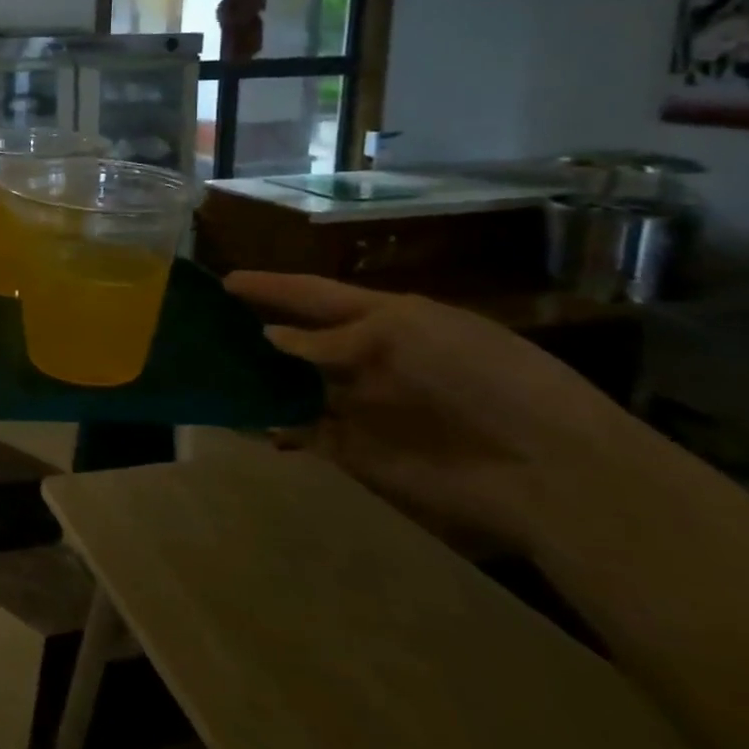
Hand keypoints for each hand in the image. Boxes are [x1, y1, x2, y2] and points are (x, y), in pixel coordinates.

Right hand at [227, 272, 636, 554]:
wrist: (547, 468)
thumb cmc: (482, 376)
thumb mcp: (407, 332)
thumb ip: (333, 337)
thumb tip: (272, 339)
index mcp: (385, 321)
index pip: (313, 296)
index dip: (271, 288)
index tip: (223, 281)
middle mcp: (365, 360)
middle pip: (295, 342)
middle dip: (252, 332)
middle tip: (200, 326)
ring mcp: (357, 406)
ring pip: (289, 386)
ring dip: (253, 378)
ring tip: (203, 368)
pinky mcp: (352, 451)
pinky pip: (297, 432)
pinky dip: (266, 424)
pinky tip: (232, 416)